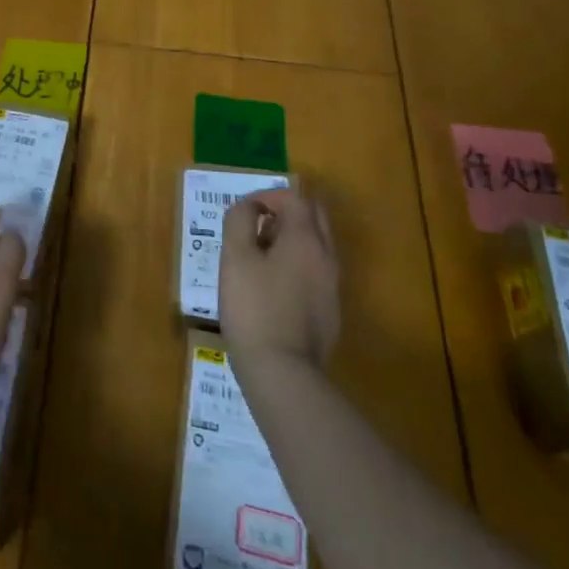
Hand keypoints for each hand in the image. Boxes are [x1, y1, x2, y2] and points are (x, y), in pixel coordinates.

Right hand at [220, 185, 339, 371]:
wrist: (283, 372)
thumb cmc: (254, 308)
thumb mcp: (235, 258)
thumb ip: (239, 221)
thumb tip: (247, 207)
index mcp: (305, 238)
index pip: (294, 198)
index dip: (266, 196)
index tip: (243, 211)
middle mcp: (326, 256)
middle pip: (314, 216)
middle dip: (285, 212)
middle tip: (256, 226)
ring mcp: (332, 286)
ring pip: (317, 244)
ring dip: (291, 238)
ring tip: (259, 257)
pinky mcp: (330, 311)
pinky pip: (316, 271)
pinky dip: (297, 264)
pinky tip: (273, 288)